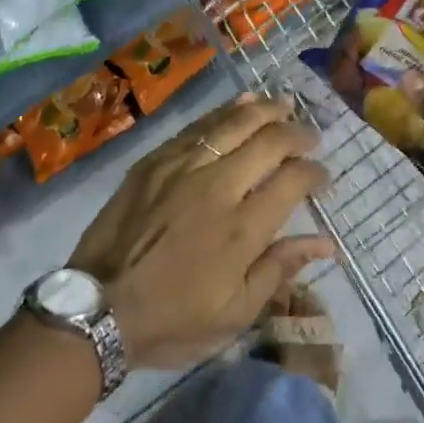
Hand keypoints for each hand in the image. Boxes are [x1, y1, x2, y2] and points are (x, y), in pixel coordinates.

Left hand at [68, 93, 334, 367]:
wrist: (98, 308)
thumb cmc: (173, 318)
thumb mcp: (235, 312)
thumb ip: (280, 268)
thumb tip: (325, 243)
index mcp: (242, 228)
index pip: (292, 180)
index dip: (315, 172)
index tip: (322, 177)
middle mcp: (218, 186)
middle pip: (268, 140)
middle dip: (297, 133)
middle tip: (310, 136)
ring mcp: (183, 167)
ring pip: (233, 122)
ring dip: (264, 109)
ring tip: (283, 104)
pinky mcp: (155, 160)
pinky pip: (197, 125)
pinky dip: (224, 111)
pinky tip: (240, 104)